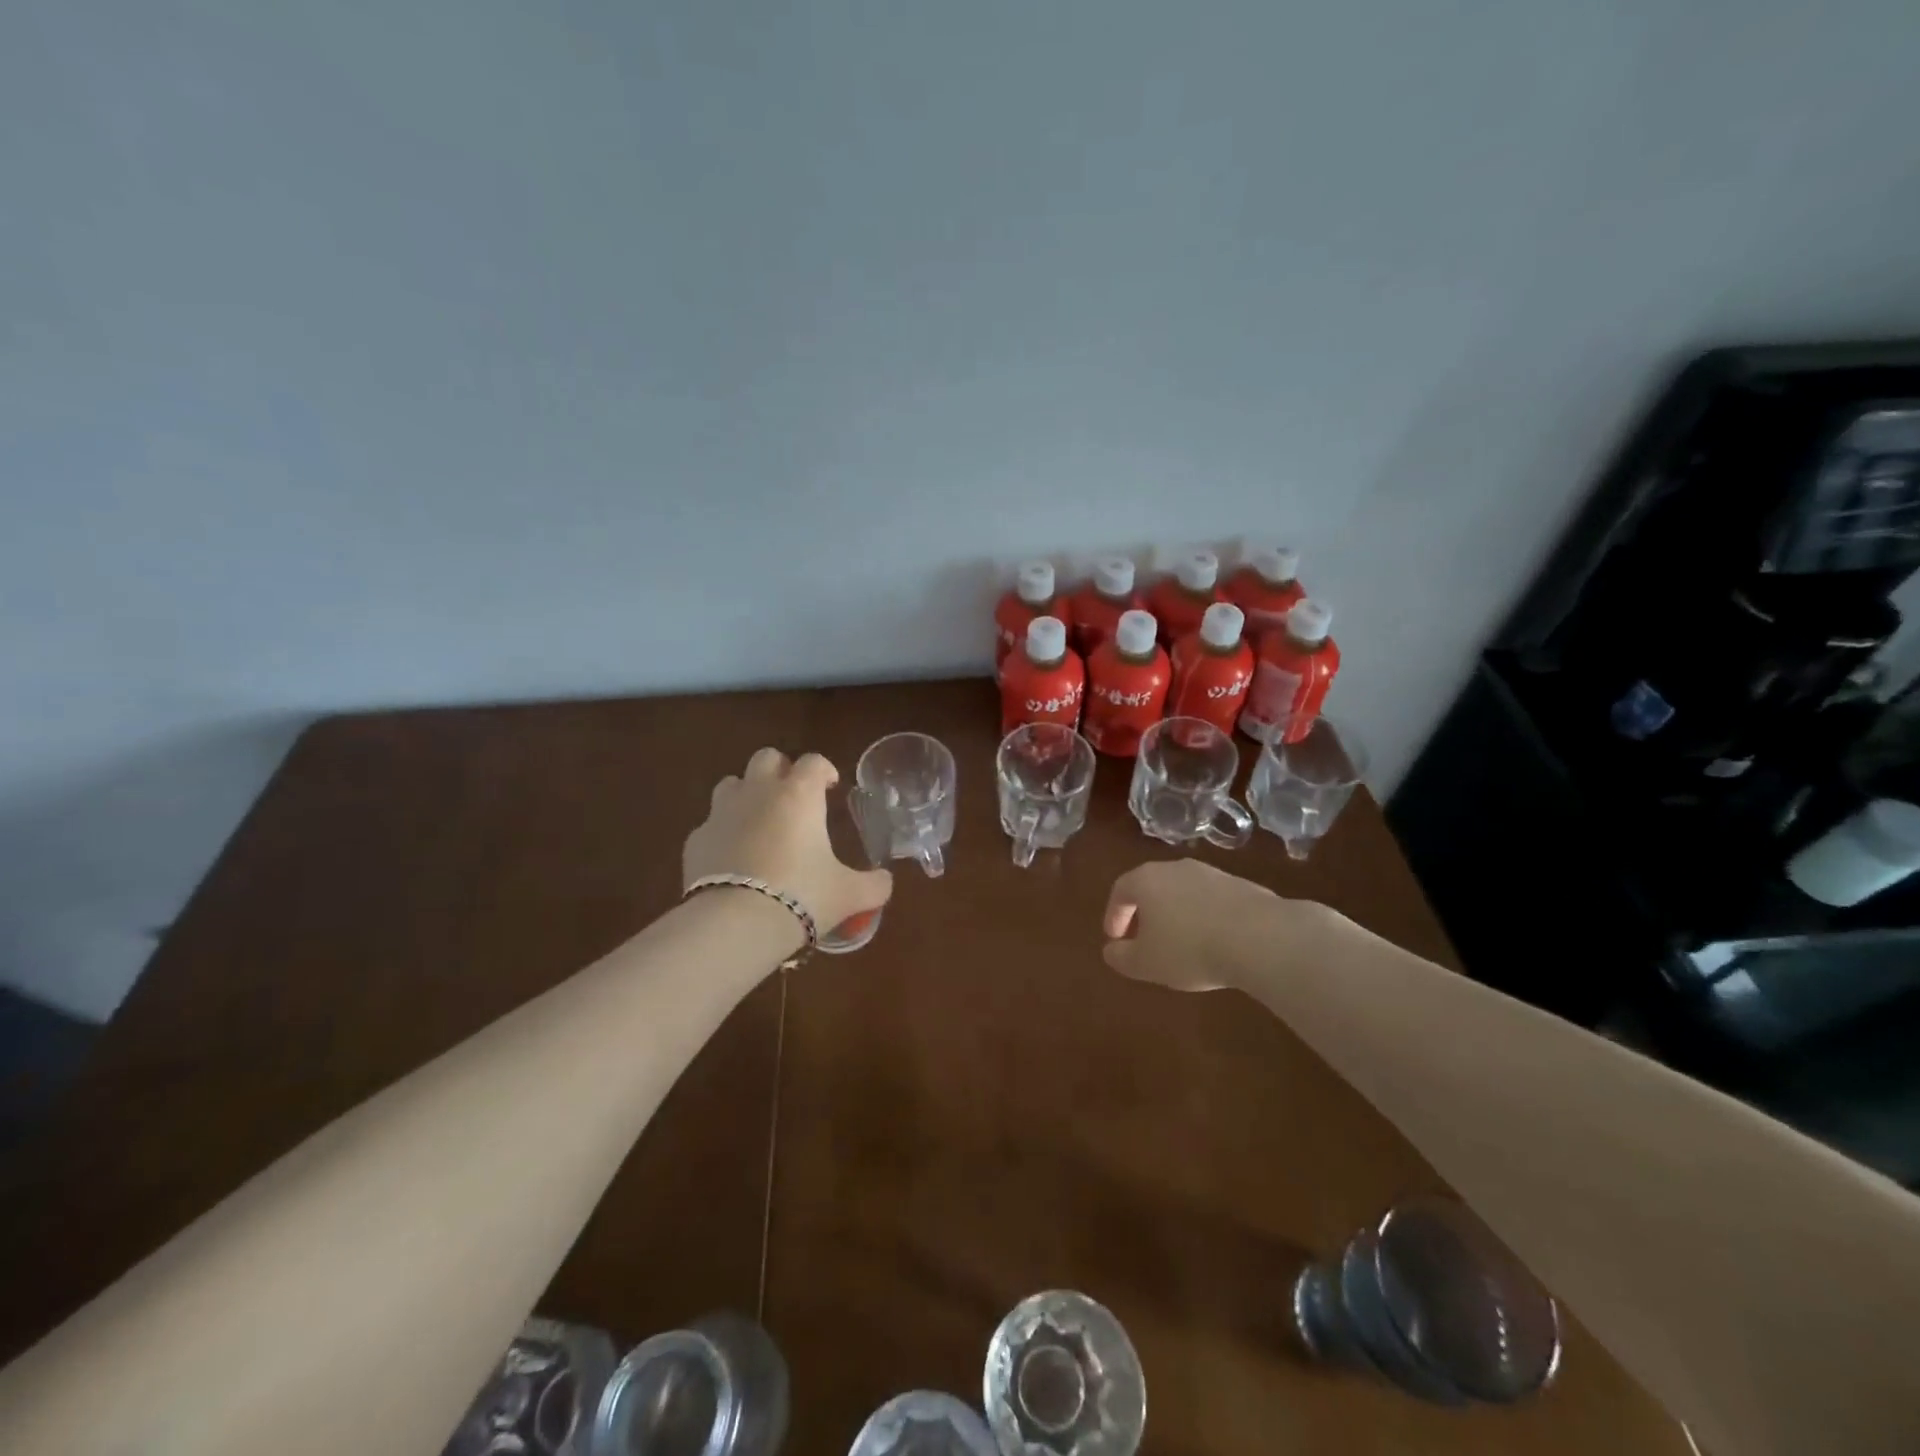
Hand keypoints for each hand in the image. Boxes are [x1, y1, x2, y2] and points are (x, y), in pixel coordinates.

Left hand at [685, 749, 892, 937]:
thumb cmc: (802, 896)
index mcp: (799, 795)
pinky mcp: (696, 840)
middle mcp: (759, 793)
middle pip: (766, 758)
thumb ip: (874, 885)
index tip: (830, 787)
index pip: (813, 761)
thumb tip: (885, 882)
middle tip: (794, 797)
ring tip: (760, 822)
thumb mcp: (850, 895)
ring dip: (747, 794)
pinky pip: (711, 824)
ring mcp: (721, 813)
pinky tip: (734, 858)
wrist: (735, 924)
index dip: (824, 770)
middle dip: (781, 770)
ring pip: (732, 784)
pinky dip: (724, 833)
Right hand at [1102, 859, 1291, 991]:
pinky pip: (1212, 901)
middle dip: (1145, 913)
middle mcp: (1177, 868)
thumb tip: (1111, 951)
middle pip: (1152, 886)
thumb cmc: (1190, 949)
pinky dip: (1205, 917)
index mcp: (1147, 880)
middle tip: (1144, 939)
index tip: (1115, 939)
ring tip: (1181, 943)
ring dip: (1177, 914)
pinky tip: (1214, 942)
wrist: (1260, 937)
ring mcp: (1212, 874)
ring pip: (1184, 892)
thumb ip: (1122, 957)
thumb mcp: (1146, 963)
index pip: (1121, 890)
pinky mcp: (1242, 886)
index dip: (1114, 914)